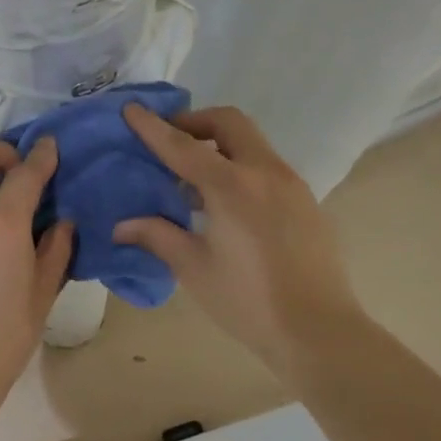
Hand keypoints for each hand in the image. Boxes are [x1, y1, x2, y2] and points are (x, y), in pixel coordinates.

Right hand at [114, 105, 360, 368]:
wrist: (319, 331)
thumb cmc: (248, 301)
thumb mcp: (194, 268)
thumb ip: (157, 236)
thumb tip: (121, 226)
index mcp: (232, 186)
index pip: (182, 146)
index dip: (153, 127)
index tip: (131, 108)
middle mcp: (264, 172)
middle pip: (228, 123)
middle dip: (195, 122)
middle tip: (170, 142)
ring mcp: (291, 184)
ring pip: (251, 142)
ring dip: (219, 145)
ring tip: (193, 180)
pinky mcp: (305, 201)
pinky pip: (265, 166)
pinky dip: (239, 166)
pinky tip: (225, 205)